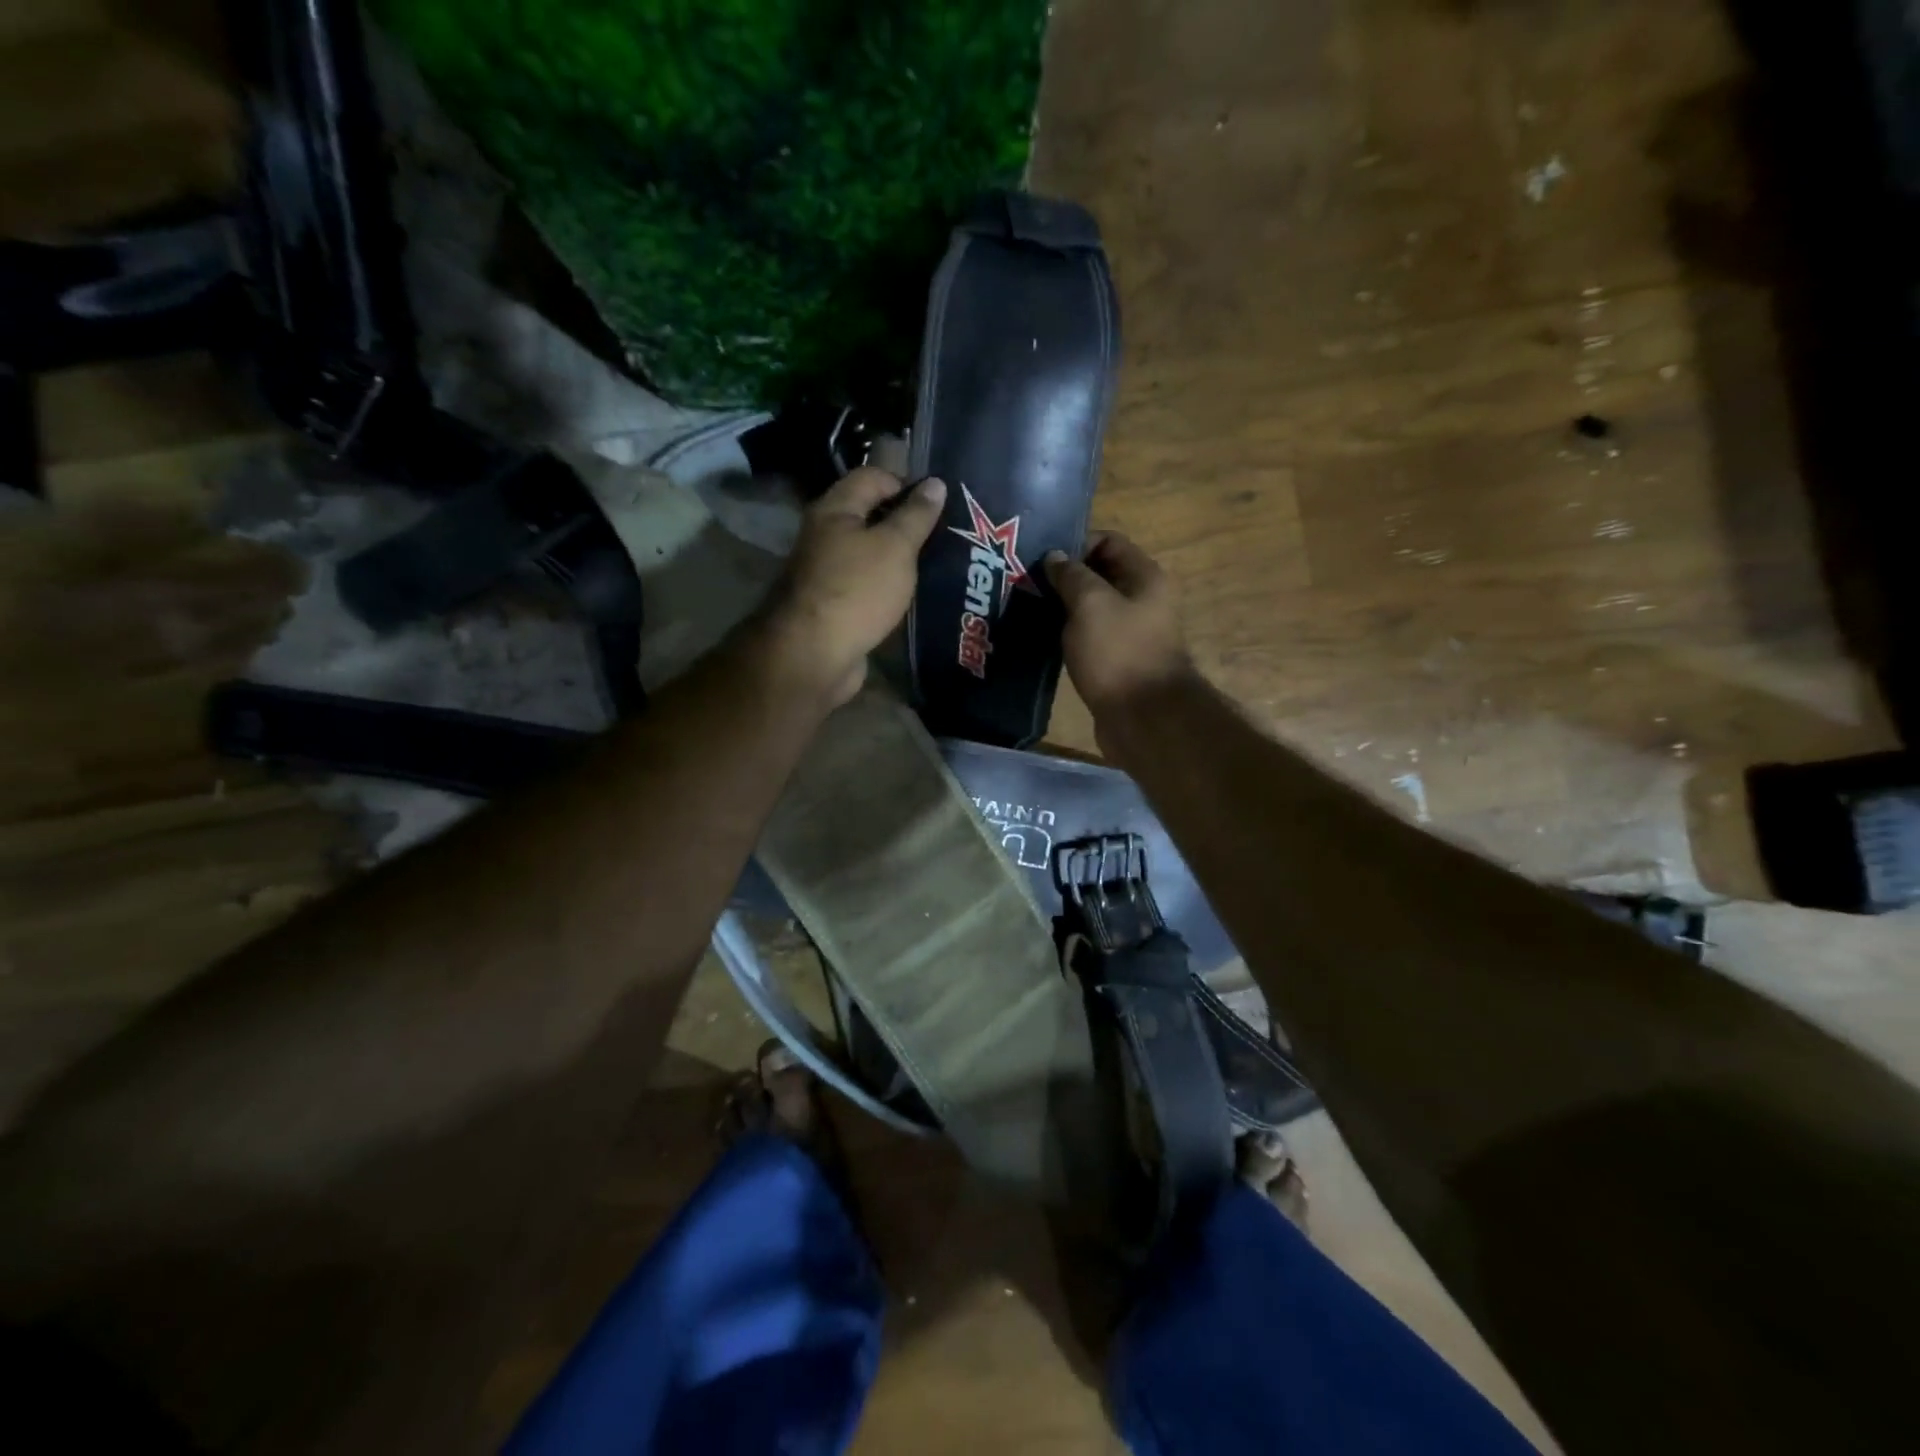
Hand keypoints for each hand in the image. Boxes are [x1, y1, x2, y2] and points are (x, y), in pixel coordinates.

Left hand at [760, 467, 946, 707]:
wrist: (814, 654)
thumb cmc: (857, 590)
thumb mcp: (895, 547)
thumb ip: (916, 515)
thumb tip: (935, 484)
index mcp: (835, 509)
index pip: (873, 477)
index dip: (906, 484)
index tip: (938, 506)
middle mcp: (825, 534)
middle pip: (870, 515)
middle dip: (906, 523)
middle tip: (945, 535)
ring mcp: (827, 572)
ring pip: (869, 553)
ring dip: (899, 558)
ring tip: (937, 565)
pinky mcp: (834, 604)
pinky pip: (866, 584)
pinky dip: (888, 586)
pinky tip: (912, 595)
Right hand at [1044, 532, 1193, 715]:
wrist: (1144, 718)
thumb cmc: (1119, 653)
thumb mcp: (1090, 604)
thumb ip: (1071, 576)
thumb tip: (1055, 557)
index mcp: (1145, 577)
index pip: (1109, 541)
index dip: (1076, 544)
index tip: (1042, 560)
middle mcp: (1143, 601)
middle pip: (1100, 575)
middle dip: (1065, 577)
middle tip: (1026, 584)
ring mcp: (1131, 633)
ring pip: (1092, 609)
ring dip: (1063, 608)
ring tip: (1028, 611)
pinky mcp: (1117, 661)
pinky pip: (1090, 637)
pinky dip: (1069, 635)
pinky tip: (1043, 639)